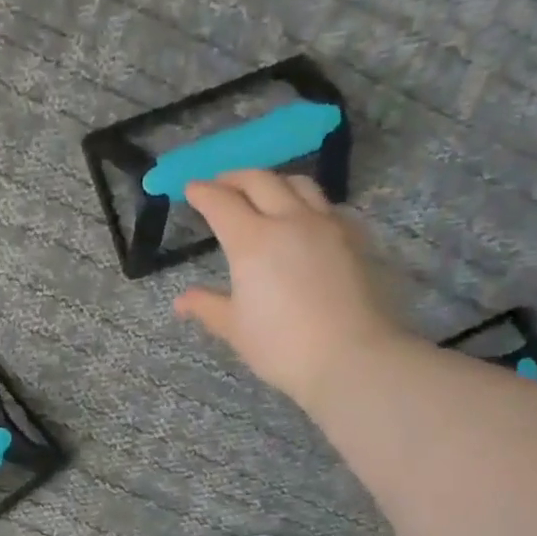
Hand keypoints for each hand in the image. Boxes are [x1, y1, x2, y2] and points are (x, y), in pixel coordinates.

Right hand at [174, 170, 412, 412]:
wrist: (352, 357)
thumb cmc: (282, 346)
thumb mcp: (235, 329)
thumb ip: (207, 306)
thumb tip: (182, 301)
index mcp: (252, 241)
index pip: (221, 203)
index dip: (202, 192)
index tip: (191, 188)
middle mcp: (289, 220)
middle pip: (260, 181)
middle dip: (235, 178)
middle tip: (221, 185)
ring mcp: (327, 225)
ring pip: (299, 184)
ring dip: (274, 182)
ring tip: (264, 193)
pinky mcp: (355, 237)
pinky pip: (326, 205)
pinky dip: (306, 202)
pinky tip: (304, 220)